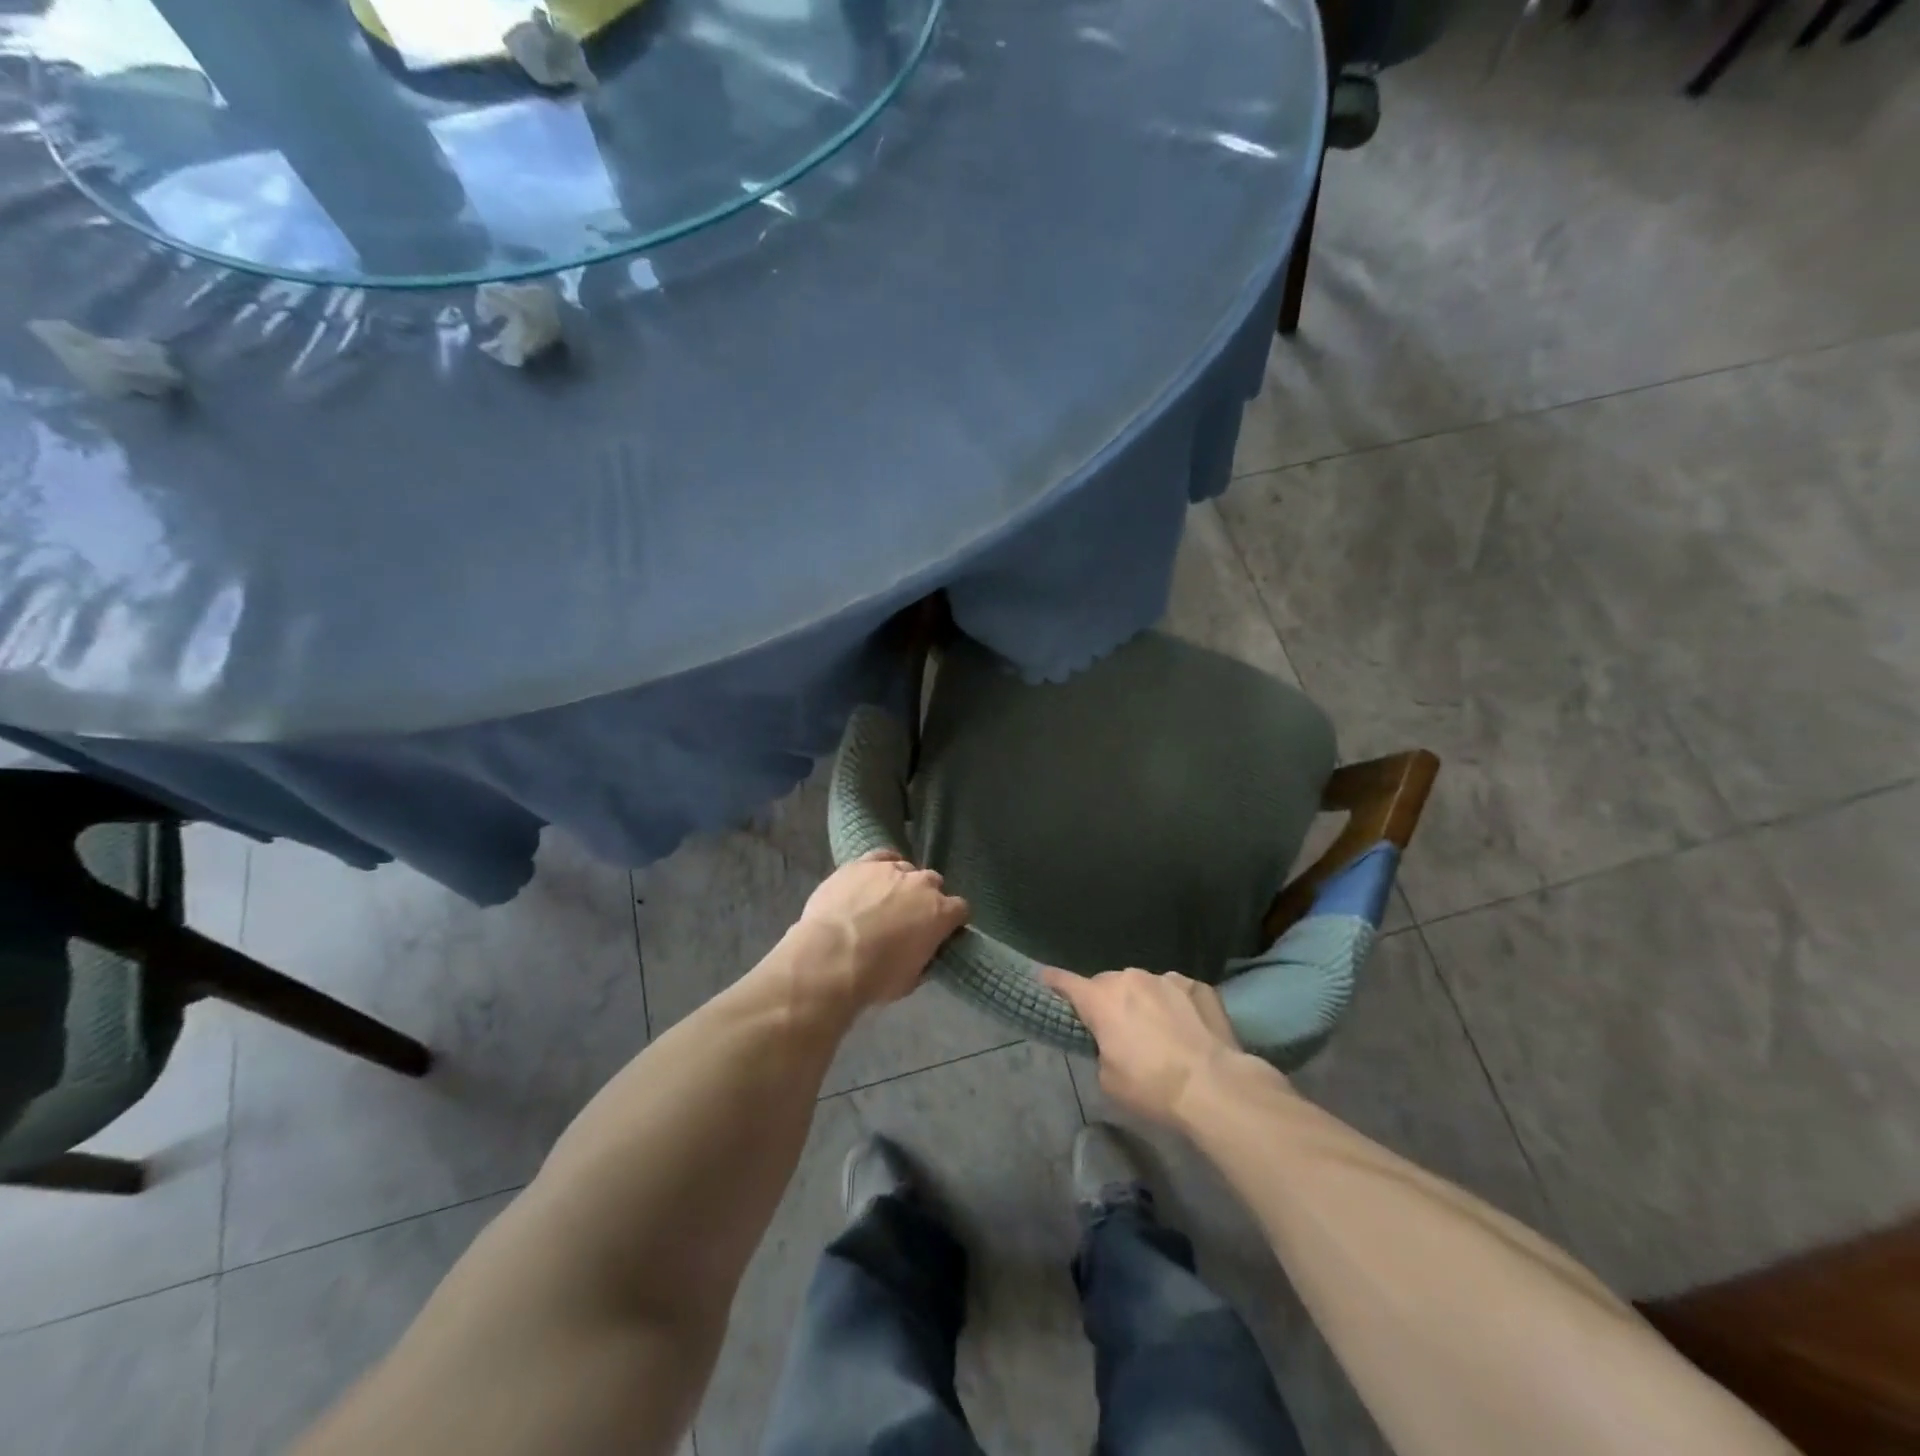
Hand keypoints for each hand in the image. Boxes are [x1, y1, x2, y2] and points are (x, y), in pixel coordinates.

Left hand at [795, 850, 969, 1009]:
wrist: (830, 957)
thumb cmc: (875, 977)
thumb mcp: (911, 979)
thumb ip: (923, 958)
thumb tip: (922, 951)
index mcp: (940, 913)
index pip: (960, 909)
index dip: (951, 921)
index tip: (941, 933)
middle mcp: (921, 884)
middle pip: (934, 884)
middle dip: (926, 899)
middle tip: (909, 919)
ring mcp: (890, 869)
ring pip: (906, 869)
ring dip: (901, 883)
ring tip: (883, 901)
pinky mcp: (862, 864)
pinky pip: (881, 856)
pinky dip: (882, 865)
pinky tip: (874, 877)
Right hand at [1041, 966, 1247, 1126]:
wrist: (1214, 1086)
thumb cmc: (1152, 1087)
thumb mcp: (1109, 1079)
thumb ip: (1101, 1049)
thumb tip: (1111, 1041)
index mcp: (1101, 999)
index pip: (1065, 982)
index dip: (1053, 982)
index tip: (1044, 978)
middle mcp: (1130, 978)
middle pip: (1108, 984)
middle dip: (1109, 1001)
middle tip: (1119, 1029)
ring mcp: (1166, 978)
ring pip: (1145, 985)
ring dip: (1145, 1002)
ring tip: (1160, 1032)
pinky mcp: (1197, 985)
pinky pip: (1177, 992)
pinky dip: (1177, 1006)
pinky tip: (1189, 1030)